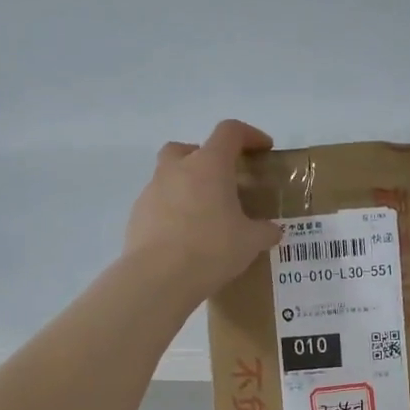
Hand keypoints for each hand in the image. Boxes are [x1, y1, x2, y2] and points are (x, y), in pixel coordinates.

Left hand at [124, 120, 282, 302]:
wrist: (158, 277)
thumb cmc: (211, 249)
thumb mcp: (250, 243)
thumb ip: (264, 232)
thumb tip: (272, 231)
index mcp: (209, 165)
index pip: (230, 132)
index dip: (249, 135)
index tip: (262, 148)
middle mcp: (177, 169)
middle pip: (188, 148)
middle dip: (205, 158)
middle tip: (221, 182)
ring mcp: (152, 191)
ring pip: (169, 177)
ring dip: (186, 188)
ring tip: (202, 217)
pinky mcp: (137, 215)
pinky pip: (157, 204)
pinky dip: (171, 213)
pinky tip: (183, 238)